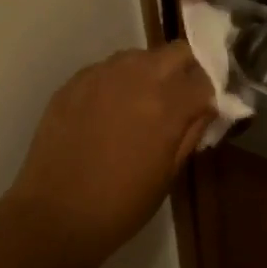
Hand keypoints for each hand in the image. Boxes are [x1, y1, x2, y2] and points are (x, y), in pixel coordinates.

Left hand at [1, 43, 214, 265]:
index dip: (212, 93)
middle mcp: (137, 77)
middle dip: (187, 69)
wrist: (54, 215)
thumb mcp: (169, 173)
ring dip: (151, 71)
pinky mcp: (74, 81)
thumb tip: (208, 108)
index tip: (208, 107)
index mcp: (167, 104)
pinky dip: (118, 81)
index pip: (206, 80)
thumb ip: (192, 132)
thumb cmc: (121, 205)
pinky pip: (107, 68)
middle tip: (181, 97)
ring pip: (140, 55)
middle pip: (177, 52)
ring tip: (142, 102)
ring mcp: (102, 75)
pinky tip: (109, 109)